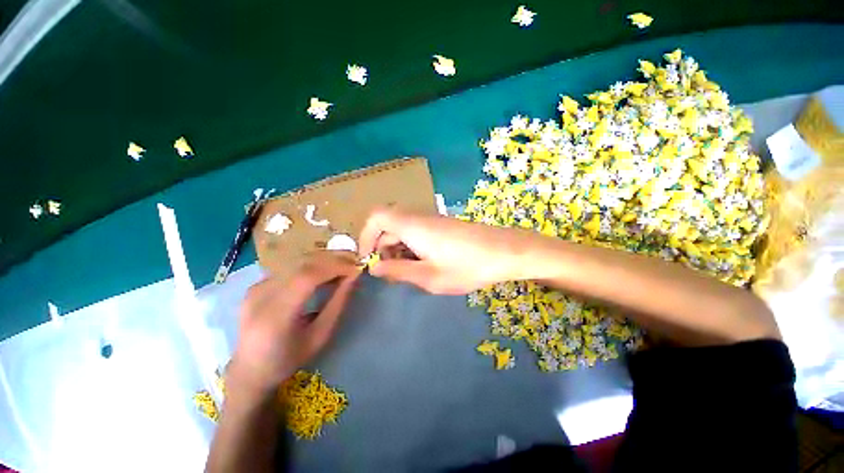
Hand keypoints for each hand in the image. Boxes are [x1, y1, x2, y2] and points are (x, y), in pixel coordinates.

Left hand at [227, 251, 359, 398]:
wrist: (249, 370)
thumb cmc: (289, 359)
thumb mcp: (320, 335)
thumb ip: (338, 303)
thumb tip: (354, 277)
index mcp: (275, 316)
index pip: (307, 277)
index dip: (334, 267)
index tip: (356, 268)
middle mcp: (261, 296)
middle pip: (302, 264)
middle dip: (332, 259)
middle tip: (354, 262)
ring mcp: (255, 288)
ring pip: (296, 261)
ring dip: (323, 260)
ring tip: (343, 265)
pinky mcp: (256, 285)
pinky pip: (289, 267)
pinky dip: (311, 266)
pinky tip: (323, 272)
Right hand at [358, 207, 533, 294]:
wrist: (504, 251)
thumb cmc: (467, 266)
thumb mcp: (429, 276)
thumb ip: (398, 271)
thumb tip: (375, 268)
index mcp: (412, 226)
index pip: (376, 217)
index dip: (365, 236)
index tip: (368, 259)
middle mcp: (419, 217)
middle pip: (388, 225)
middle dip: (382, 248)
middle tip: (390, 273)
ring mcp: (432, 220)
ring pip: (402, 229)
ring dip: (397, 248)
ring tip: (408, 271)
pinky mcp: (442, 225)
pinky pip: (416, 231)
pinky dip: (411, 246)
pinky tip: (423, 263)